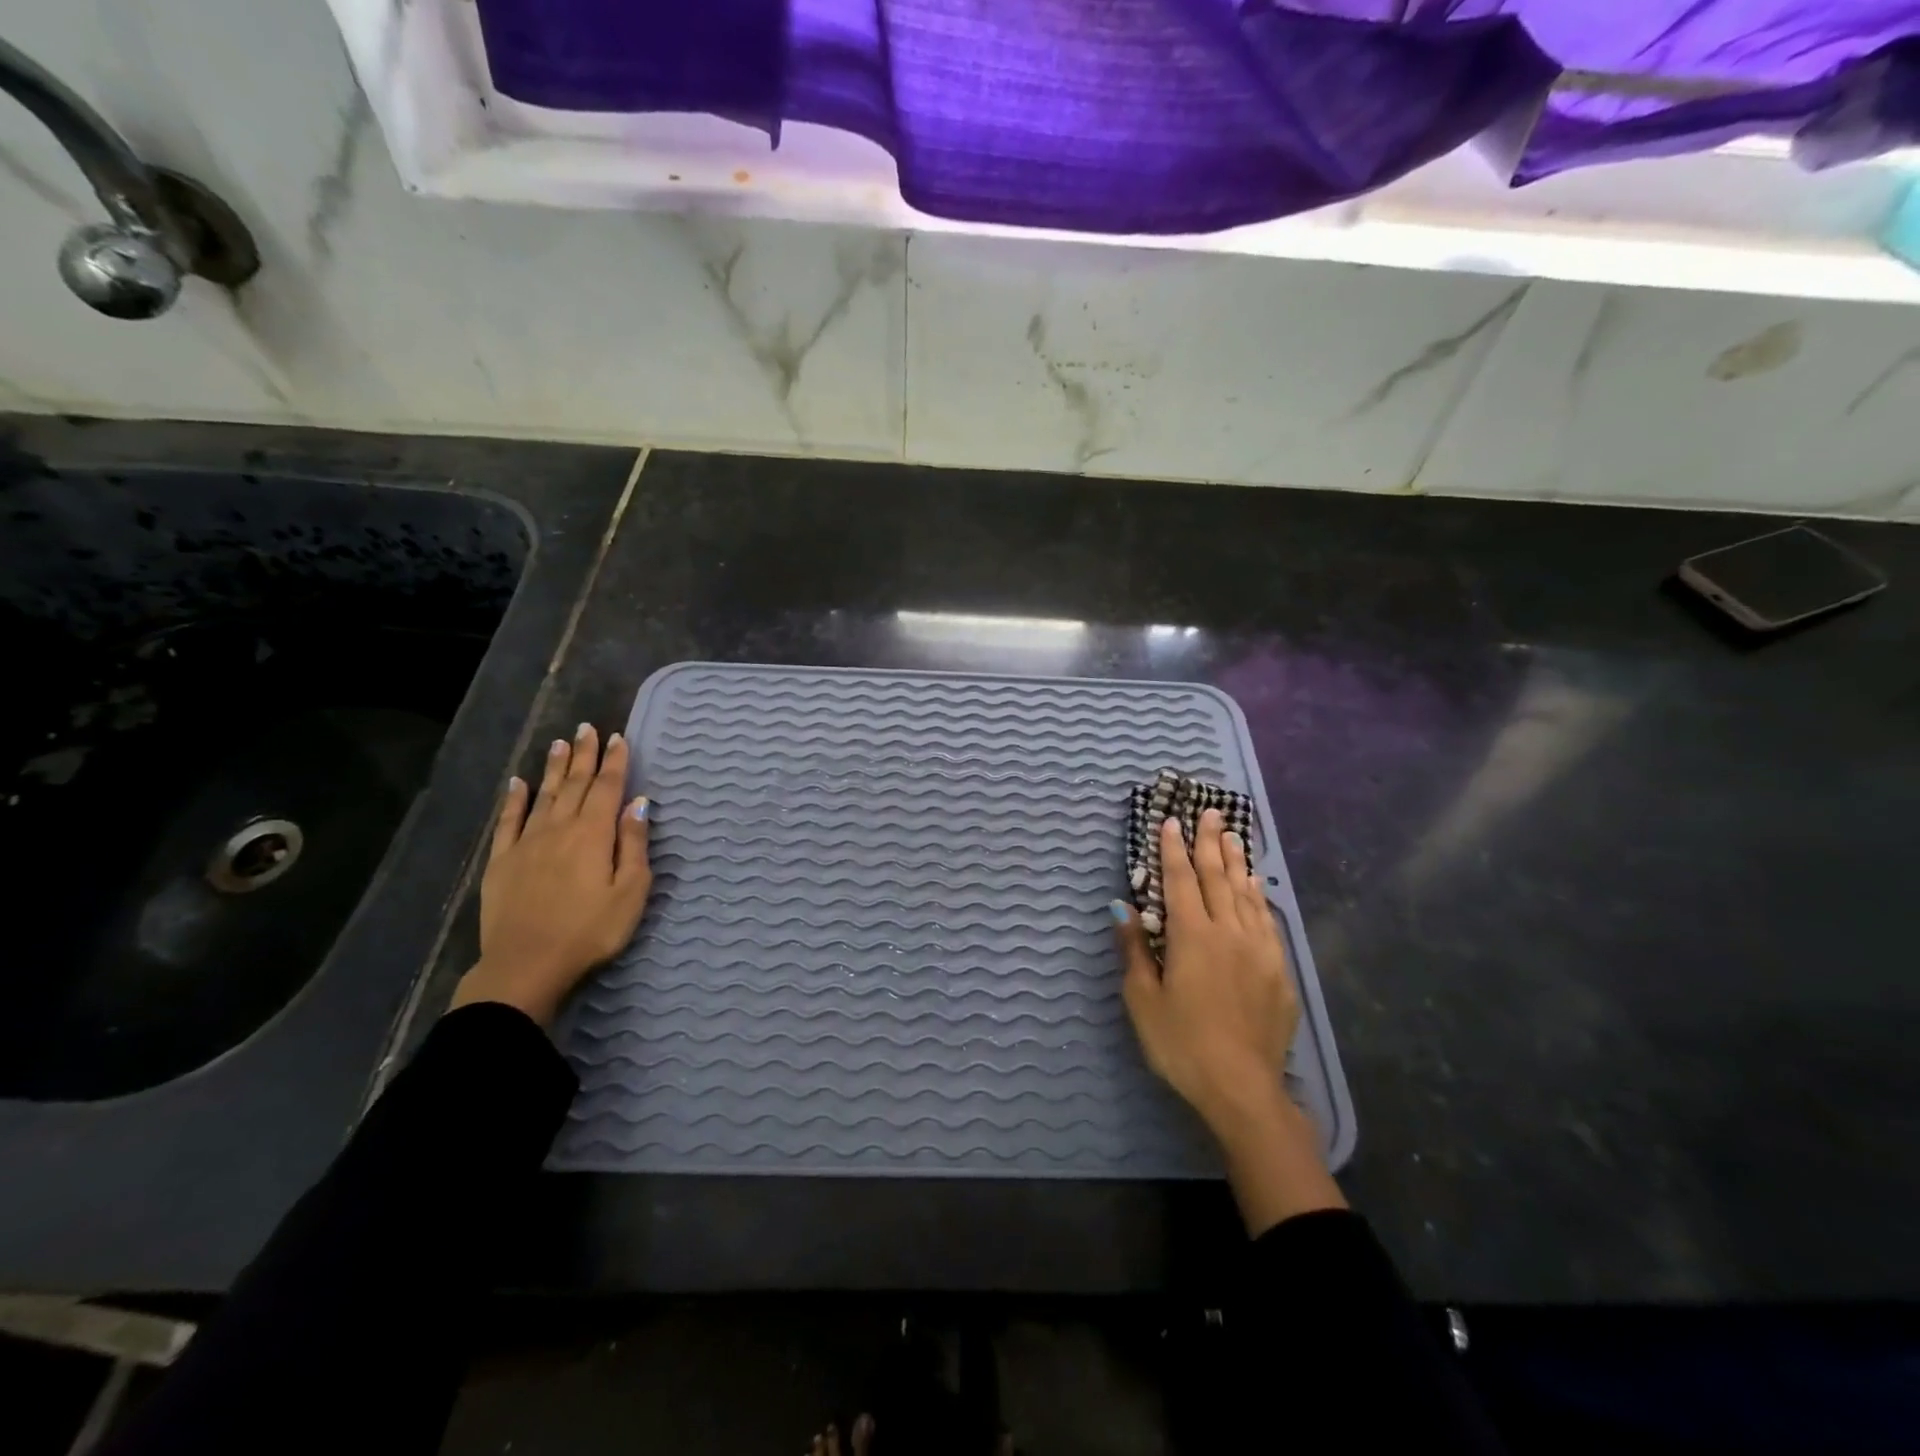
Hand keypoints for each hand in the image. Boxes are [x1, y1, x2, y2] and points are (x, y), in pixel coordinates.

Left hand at [451, 723, 652, 1027]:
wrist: (526, 965)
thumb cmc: (590, 931)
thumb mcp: (630, 892)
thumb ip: (633, 844)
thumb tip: (639, 803)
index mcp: (593, 834)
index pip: (608, 788)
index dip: (615, 762)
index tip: (618, 737)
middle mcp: (559, 828)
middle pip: (575, 784)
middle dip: (584, 755)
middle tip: (587, 728)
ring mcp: (527, 843)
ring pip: (544, 795)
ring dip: (554, 768)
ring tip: (559, 743)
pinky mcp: (502, 861)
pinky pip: (508, 821)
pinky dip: (514, 799)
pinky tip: (517, 783)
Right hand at [1114, 809, 1344, 1233]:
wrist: (1243, 1089)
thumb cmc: (1181, 1044)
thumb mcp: (1143, 1000)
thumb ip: (1134, 949)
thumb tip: (1122, 907)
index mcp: (1192, 936)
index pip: (1181, 880)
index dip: (1173, 849)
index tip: (1171, 821)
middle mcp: (1229, 932)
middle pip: (1218, 877)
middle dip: (1210, 843)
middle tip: (1209, 813)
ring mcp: (1259, 950)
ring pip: (1246, 894)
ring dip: (1236, 862)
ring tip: (1232, 836)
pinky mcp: (1279, 971)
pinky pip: (1267, 921)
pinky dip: (1258, 897)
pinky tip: (1256, 887)